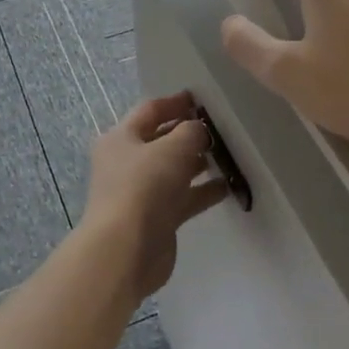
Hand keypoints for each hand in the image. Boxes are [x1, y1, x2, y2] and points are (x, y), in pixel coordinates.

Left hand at [80, 91, 230, 297]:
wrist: (125, 250)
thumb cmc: (143, 187)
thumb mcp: (171, 149)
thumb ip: (191, 132)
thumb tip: (198, 129)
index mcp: (120, 138)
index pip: (149, 111)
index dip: (175, 102)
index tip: (201, 99)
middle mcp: (127, 162)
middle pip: (161, 140)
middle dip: (188, 133)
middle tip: (221, 128)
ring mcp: (141, 192)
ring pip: (174, 170)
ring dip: (198, 163)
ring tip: (228, 155)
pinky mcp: (156, 218)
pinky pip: (183, 197)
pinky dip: (202, 191)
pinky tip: (228, 187)